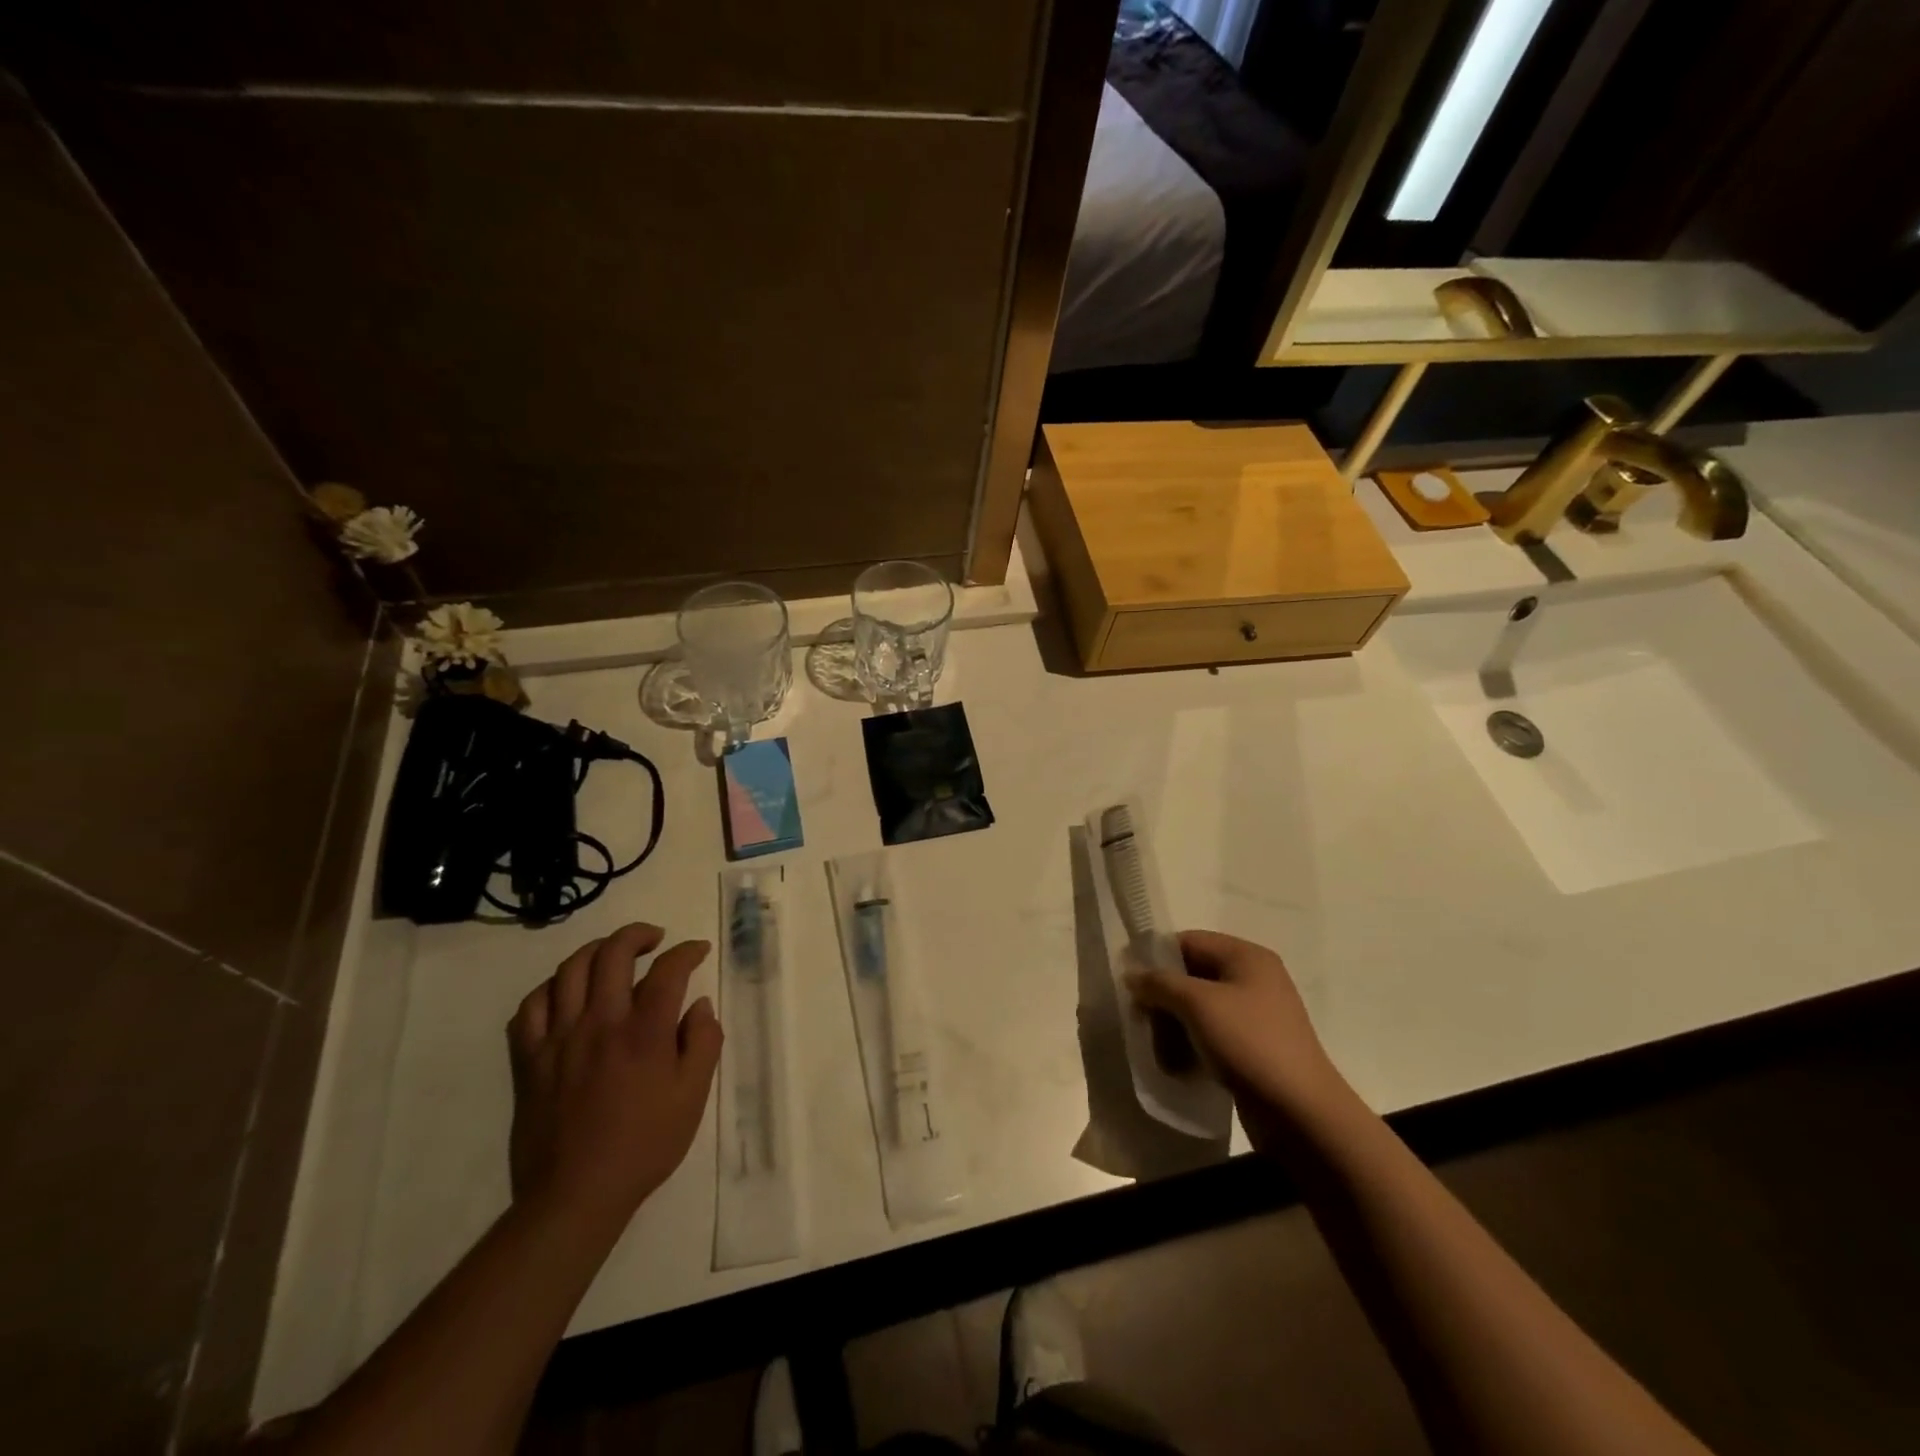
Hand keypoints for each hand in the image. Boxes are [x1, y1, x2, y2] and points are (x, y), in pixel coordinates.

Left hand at [507, 923, 722, 1229]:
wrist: (575, 1195)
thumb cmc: (644, 1145)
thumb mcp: (693, 1096)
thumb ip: (703, 1042)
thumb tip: (699, 1005)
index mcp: (644, 1033)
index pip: (668, 970)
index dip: (687, 952)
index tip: (697, 951)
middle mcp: (600, 1023)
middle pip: (613, 953)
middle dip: (638, 935)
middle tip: (655, 940)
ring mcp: (559, 1039)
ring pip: (569, 970)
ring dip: (596, 951)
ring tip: (612, 955)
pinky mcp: (529, 1059)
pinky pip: (530, 1007)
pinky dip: (550, 988)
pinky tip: (566, 993)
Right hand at [1127, 930, 1350, 1141]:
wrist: (1301, 1113)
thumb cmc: (1249, 1043)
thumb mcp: (1197, 1004)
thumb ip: (1159, 983)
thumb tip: (1131, 975)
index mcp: (1247, 956)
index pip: (1189, 941)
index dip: (1156, 956)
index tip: (1129, 981)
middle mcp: (1254, 979)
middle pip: (1193, 974)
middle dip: (1164, 996)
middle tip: (1140, 1018)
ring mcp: (1257, 1014)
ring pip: (1200, 1007)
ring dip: (1175, 1023)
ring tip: (1158, 1047)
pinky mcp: (1255, 1046)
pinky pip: (1213, 1033)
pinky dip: (1192, 1043)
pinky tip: (1178, 1064)